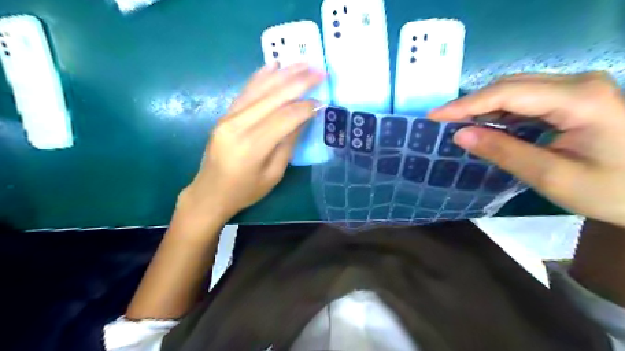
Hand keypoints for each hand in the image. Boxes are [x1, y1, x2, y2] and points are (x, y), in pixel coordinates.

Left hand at [176, 63, 320, 220]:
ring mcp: (228, 117)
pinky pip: (245, 91)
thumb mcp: (273, 174)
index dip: (305, 107)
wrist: (209, 193)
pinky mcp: (224, 115)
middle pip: (273, 97)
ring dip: (284, 74)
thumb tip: (304, 116)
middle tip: (319, 70)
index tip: (322, 101)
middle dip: (299, 81)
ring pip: (260, 89)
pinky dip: (261, 76)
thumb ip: (288, 143)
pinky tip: (273, 65)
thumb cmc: (245, 191)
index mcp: (252, 146)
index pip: (285, 118)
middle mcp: (237, 126)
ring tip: (303, 62)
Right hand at [430, 73, 624, 229]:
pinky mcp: (576, 98)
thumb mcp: (551, 176)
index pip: (506, 94)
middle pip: (510, 85)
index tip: (434, 116)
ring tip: (458, 123)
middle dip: (472, 104)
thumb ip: (503, 152)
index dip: (465, 104)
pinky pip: (528, 99)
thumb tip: (459, 135)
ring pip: (516, 90)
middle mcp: (579, 83)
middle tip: (442, 121)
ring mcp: (579, 89)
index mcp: (578, 99)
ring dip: (484, 106)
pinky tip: (486, 124)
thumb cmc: (613, 191)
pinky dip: (501, 111)